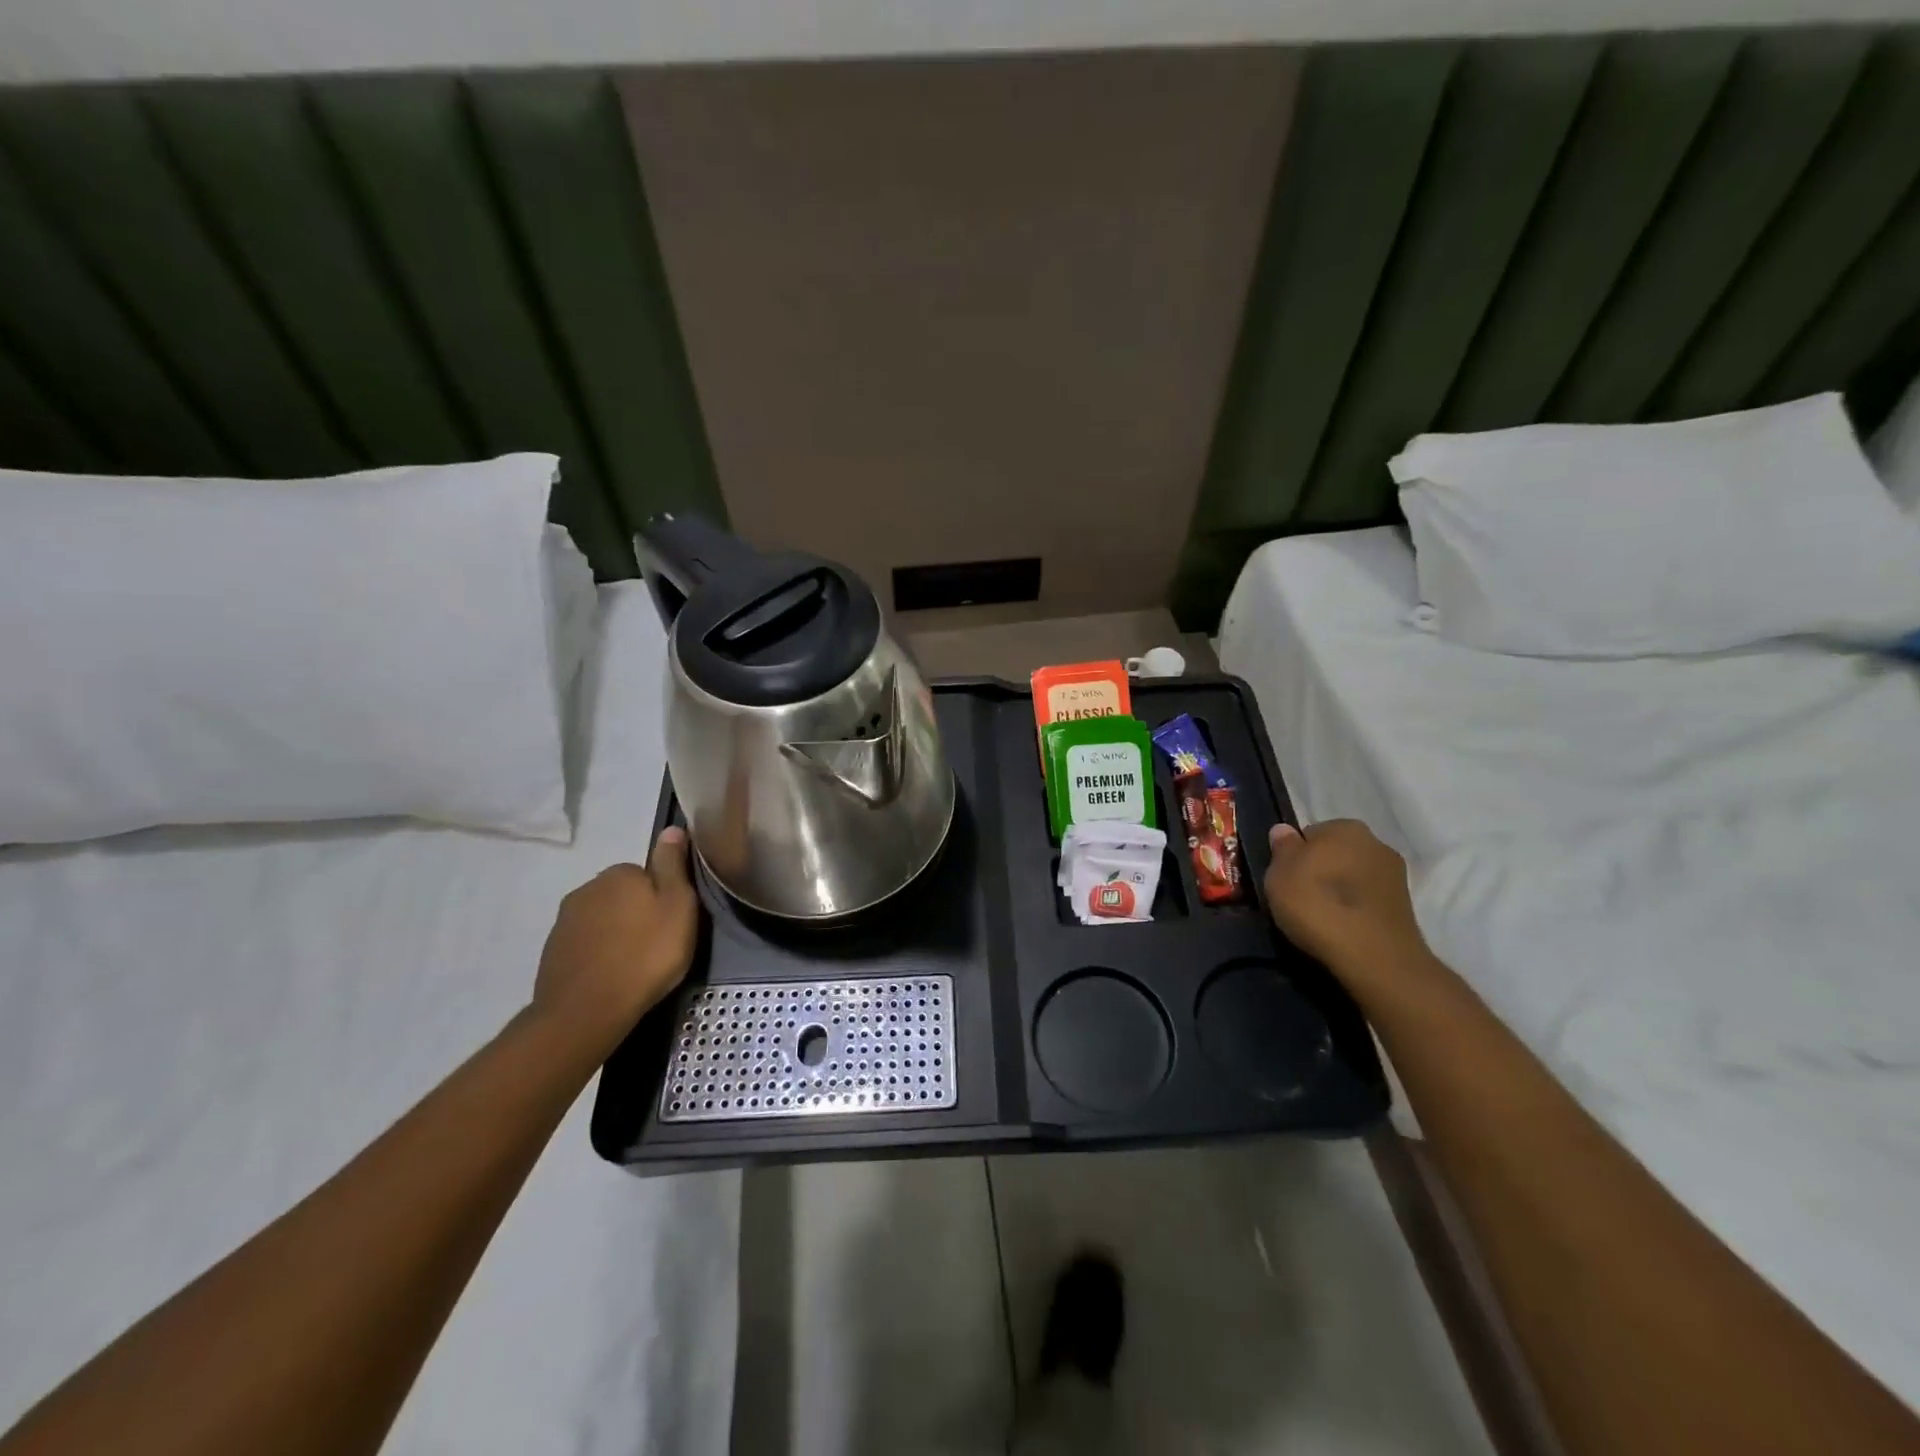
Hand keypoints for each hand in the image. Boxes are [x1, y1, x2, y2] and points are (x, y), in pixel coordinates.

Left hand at [532, 827, 699, 1054]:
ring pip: (602, 919)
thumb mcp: (678, 907)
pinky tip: (611, 975)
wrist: (586, 1011)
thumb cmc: (645, 955)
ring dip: (617, 933)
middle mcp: (587, 888)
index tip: (673, 922)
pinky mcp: (552, 951)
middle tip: (658, 944)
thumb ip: (673, 866)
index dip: (663, 896)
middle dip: (637, 913)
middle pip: (623, 895)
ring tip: (635, 963)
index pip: (648, 873)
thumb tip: (672, 828)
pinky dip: (598, 953)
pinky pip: (585, 943)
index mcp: (619, 873)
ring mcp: (565, 921)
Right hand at [1264, 820, 1434, 991]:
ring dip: (1341, 891)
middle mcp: (1376, 843)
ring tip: (1322, 919)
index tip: (1287, 879)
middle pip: (1337, 854)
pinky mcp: (1405, 908)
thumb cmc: (1317, 904)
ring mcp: (1396, 876)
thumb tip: (1284, 830)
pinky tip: (1343, 930)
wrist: (1373, 956)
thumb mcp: (1279, 874)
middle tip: (1301, 898)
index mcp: (1345, 827)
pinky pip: (1368, 902)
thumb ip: (1282, 848)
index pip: (1311, 834)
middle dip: (1322, 871)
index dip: (1296, 856)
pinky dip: (1356, 912)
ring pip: (1354, 878)